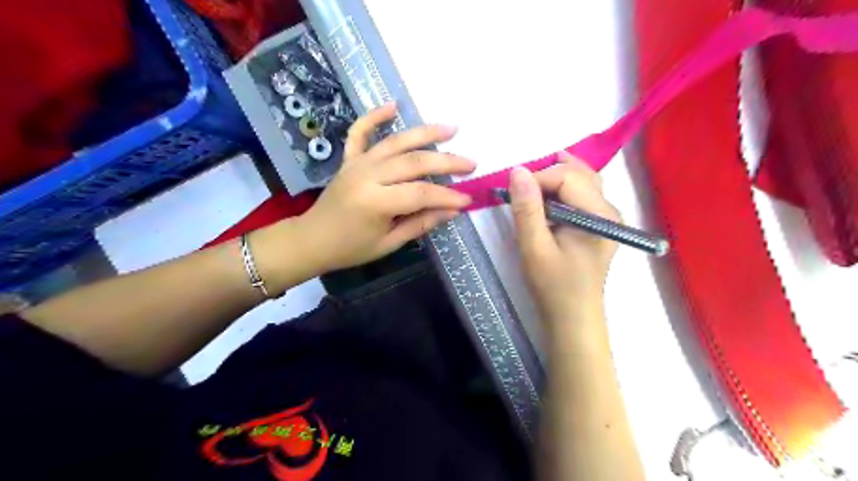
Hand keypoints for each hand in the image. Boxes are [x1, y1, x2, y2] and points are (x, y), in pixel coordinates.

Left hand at [297, 101, 476, 272]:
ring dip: (425, 133)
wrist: (311, 239)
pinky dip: (375, 116)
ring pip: (396, 142)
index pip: (421, 193)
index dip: (448, 195)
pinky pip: (360, 132)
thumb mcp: (388, 243)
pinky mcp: (349, 158)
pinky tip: (393, 106)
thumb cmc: (350, 248)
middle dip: (446, 162)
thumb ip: (420, 224)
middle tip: (470, 164)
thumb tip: (452, 210)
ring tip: (451, 129)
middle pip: (414, 162)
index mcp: (376, 202)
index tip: (469, 199)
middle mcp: (367, 175)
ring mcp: (357, 163)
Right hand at [512, 153, 619, 324]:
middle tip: (519, 187)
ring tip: (529, 188)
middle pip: (578, 173)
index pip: (567, 176)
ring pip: (581, 179)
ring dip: (553, 178)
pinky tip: (544, 199)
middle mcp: (609, 209)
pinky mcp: (598, 223)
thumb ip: (527, 208)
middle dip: (545, 174)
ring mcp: (607, 216)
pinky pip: (581, 193)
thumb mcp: (534, 247)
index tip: (512, 192)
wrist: (572, 317)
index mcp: (598, 215)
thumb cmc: (553, 286)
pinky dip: (560, 189)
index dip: (537, 177)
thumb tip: (518, 170)